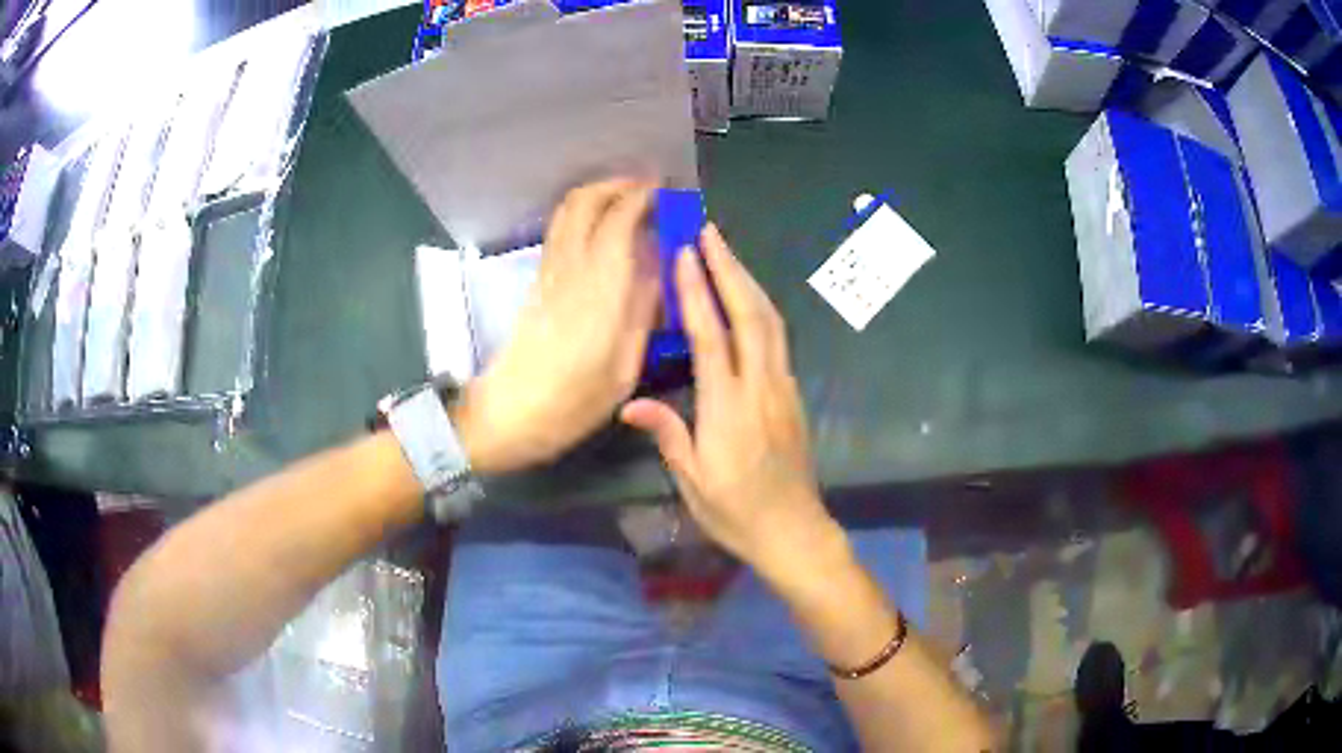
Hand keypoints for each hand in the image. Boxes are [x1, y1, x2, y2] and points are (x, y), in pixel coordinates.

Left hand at [457, 179, 660, 474]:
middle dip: (617, 185)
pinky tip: (605, 231)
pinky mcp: (536, 282)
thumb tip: (657, 271)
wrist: (506, 416)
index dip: (641, 197)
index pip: (617, 220)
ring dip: (598, 195)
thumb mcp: (623, 372)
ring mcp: (548, 273)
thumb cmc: (570, 405)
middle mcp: (570, 270)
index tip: (666, 193)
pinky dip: (584, 216)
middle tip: (649, 189)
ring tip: (629, 202)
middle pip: (584, 201)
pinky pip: (561, 232)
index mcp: (599, 292)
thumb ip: (642, 315)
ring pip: (567, 212)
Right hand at [621, 225, 840, 576]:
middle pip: (749, 314)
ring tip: (725, 251)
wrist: (794, 530)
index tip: (686, 253)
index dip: (697, 291)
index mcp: (729, 407)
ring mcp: (783, 387)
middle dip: (729, 268)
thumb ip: (668, 434)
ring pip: (770, 321)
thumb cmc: (736, 511)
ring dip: (747, 281)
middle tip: (710, 231)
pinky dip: (760, 307)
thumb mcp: (693, 481)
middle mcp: (761, 386)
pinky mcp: (792, 393)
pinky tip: (747, 297)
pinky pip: (777, 337)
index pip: (712, 335)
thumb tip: (631, 403)